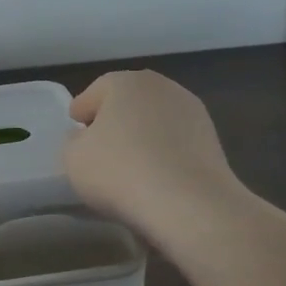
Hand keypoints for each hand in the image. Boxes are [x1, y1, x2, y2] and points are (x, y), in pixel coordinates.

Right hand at [63, 71, 242, 240]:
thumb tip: (86, 138)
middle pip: (128, 102)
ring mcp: (193, 112)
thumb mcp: (73, 158)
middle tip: (99, 146)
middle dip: (114, 120)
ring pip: (155, 121)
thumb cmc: (120, 171)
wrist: (188, 204)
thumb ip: (74, 141)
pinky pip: (176, 143)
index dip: (81, 111)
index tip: (74, 130)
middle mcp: (162, 87)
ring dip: (142, 136)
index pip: (95, 92)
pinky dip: (164, 153)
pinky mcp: (213, 140)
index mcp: (125, 82)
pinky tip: (155, 176)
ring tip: (129, 164)